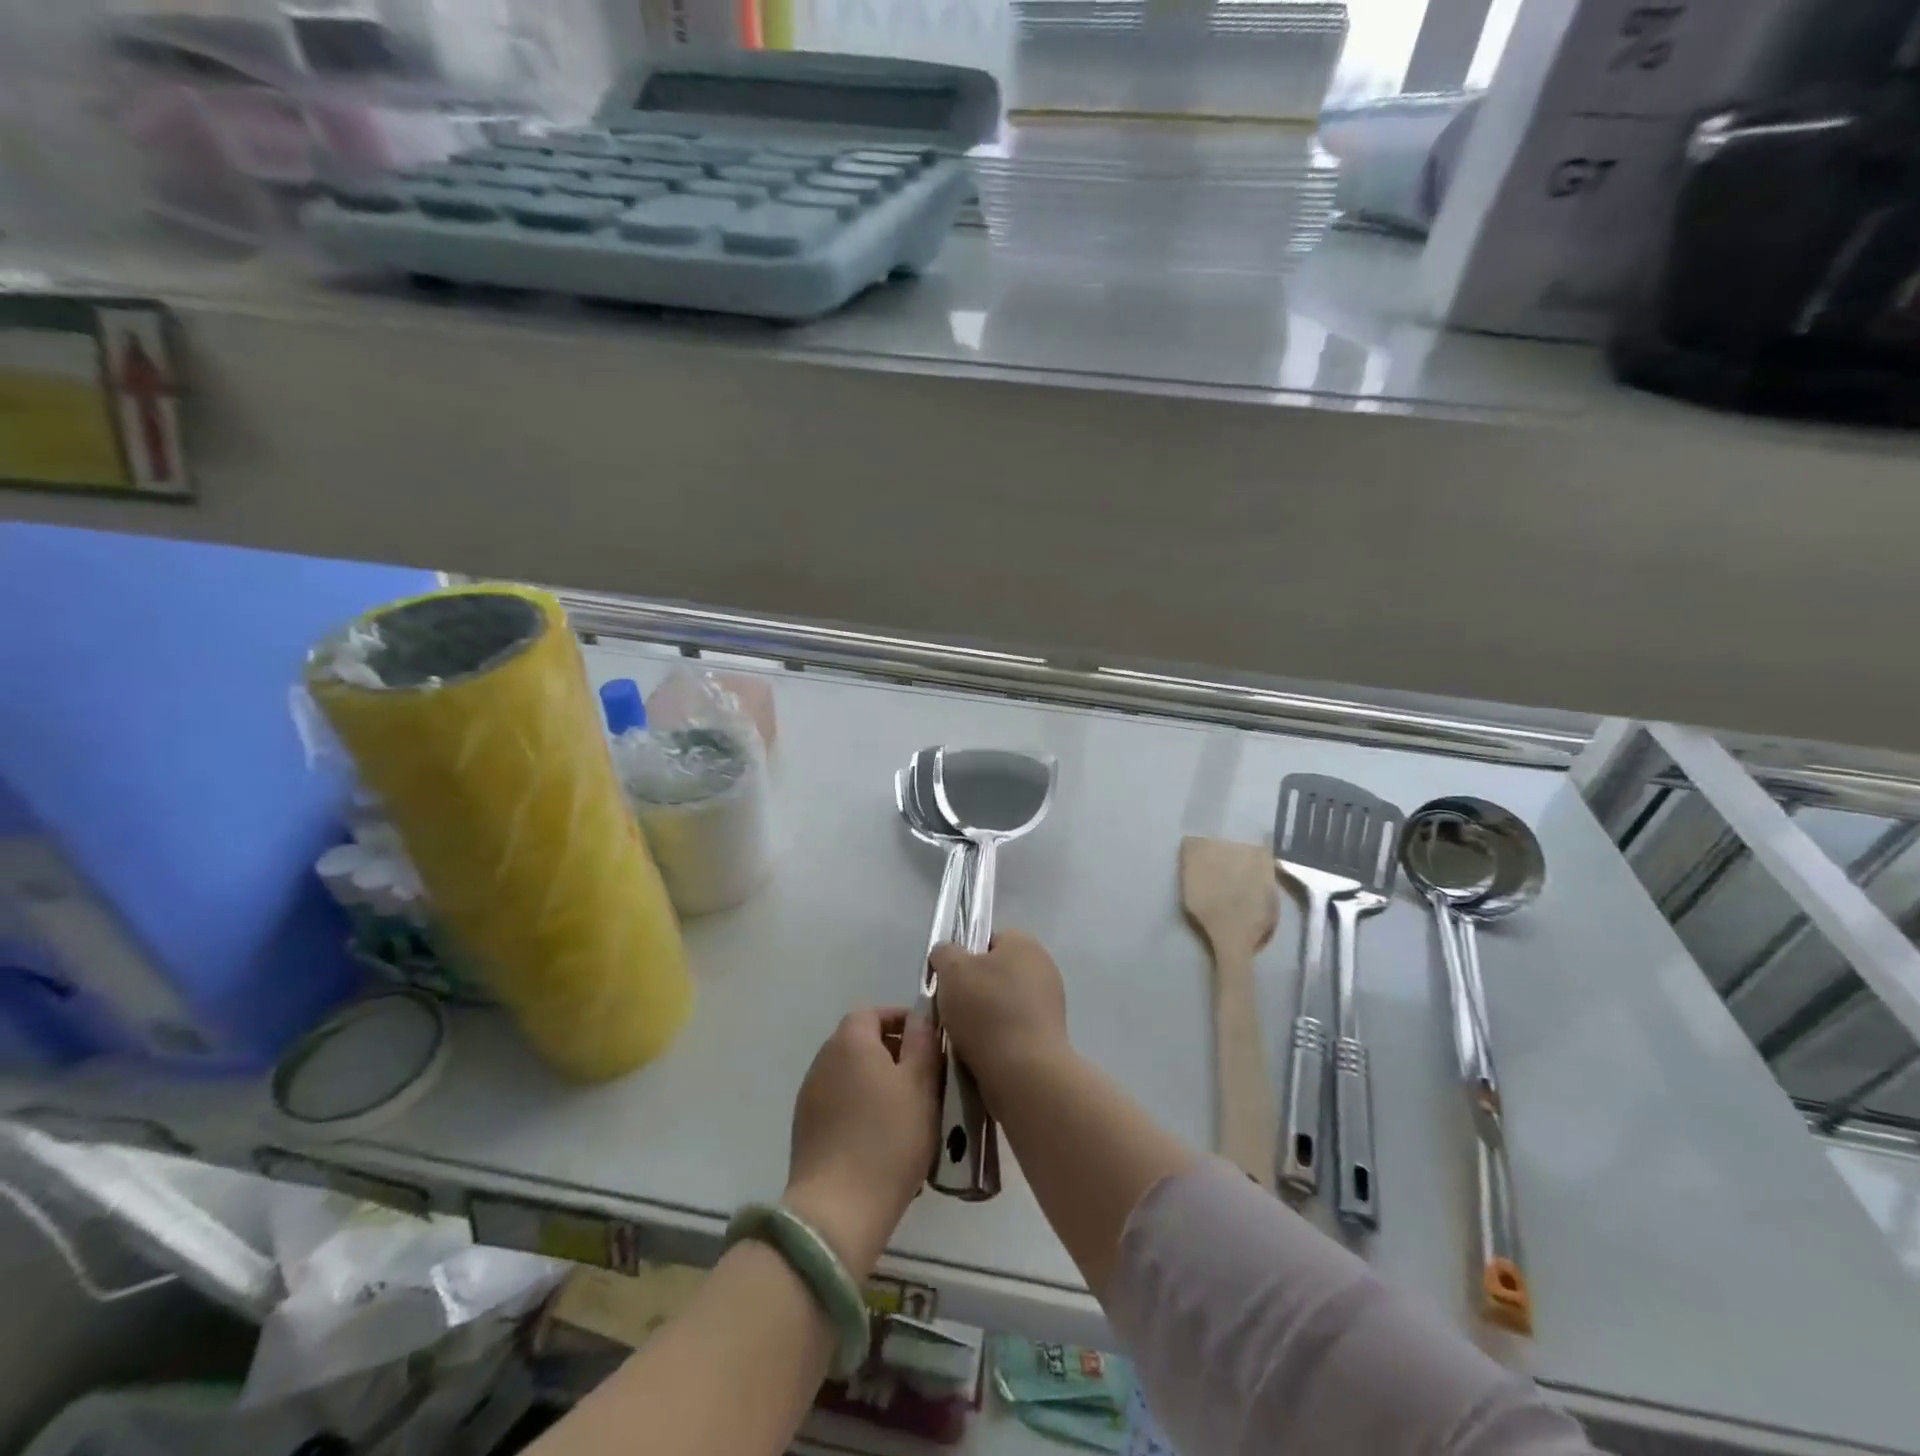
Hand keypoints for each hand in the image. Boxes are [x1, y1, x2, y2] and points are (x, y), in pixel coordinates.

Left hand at [785, 1007, 938, 1278]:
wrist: (837, 1211)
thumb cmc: (888, 1139)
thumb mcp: (921, 1085)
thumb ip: (923, 1042)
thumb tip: (920, 1016)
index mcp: (850, 1041)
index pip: (873, 1012)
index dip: (901, 1020)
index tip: (927, 1042)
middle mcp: (824, 1059)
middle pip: (860, 1042)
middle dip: (892, 1053)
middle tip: (924, 1078)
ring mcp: (810, 1095)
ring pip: (851, 1074)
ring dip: (876, 1082)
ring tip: (907, 1112)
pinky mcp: (805, 1129)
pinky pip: (839, 1103)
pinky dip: (860, 1108)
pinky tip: (881, 1139)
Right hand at [930, 930, 1070, 1097]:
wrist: (1024, 1072)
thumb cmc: (987, 1010)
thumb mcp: (952, 969)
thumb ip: (944, 953)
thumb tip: (946, 955)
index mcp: (1025, 944)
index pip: (988, 940)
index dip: (964, 956)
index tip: (949, 979)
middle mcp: (1043, 968)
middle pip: (995, 972)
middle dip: (972, 989)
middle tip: (951, 1007)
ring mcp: (1049, 1004)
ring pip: (1002, 1003)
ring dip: (983, 1017)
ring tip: (963, 1035)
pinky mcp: (1048, 1037)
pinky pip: (1013, 1029)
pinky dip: (996, 1038)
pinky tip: (980, 1052)